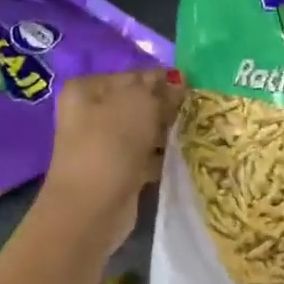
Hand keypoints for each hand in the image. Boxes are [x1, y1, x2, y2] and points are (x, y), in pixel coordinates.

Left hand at [37, 68, 183, 251]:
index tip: (193, 88)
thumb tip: (178, 82)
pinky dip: (161, 156)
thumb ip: (160, 89)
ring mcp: (101, 144)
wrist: (91, 207)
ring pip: (143, 131)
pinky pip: (145, 156)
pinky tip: (183, 155)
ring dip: (166, 133)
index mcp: (87, 89)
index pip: (134, 75)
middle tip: (195, 111)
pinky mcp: (116, 170)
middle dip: (166, 107)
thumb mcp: (139, 104)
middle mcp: (90, 113)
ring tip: (194, 132)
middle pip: (138, 103)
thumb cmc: (110, 145)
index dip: (164, 80)